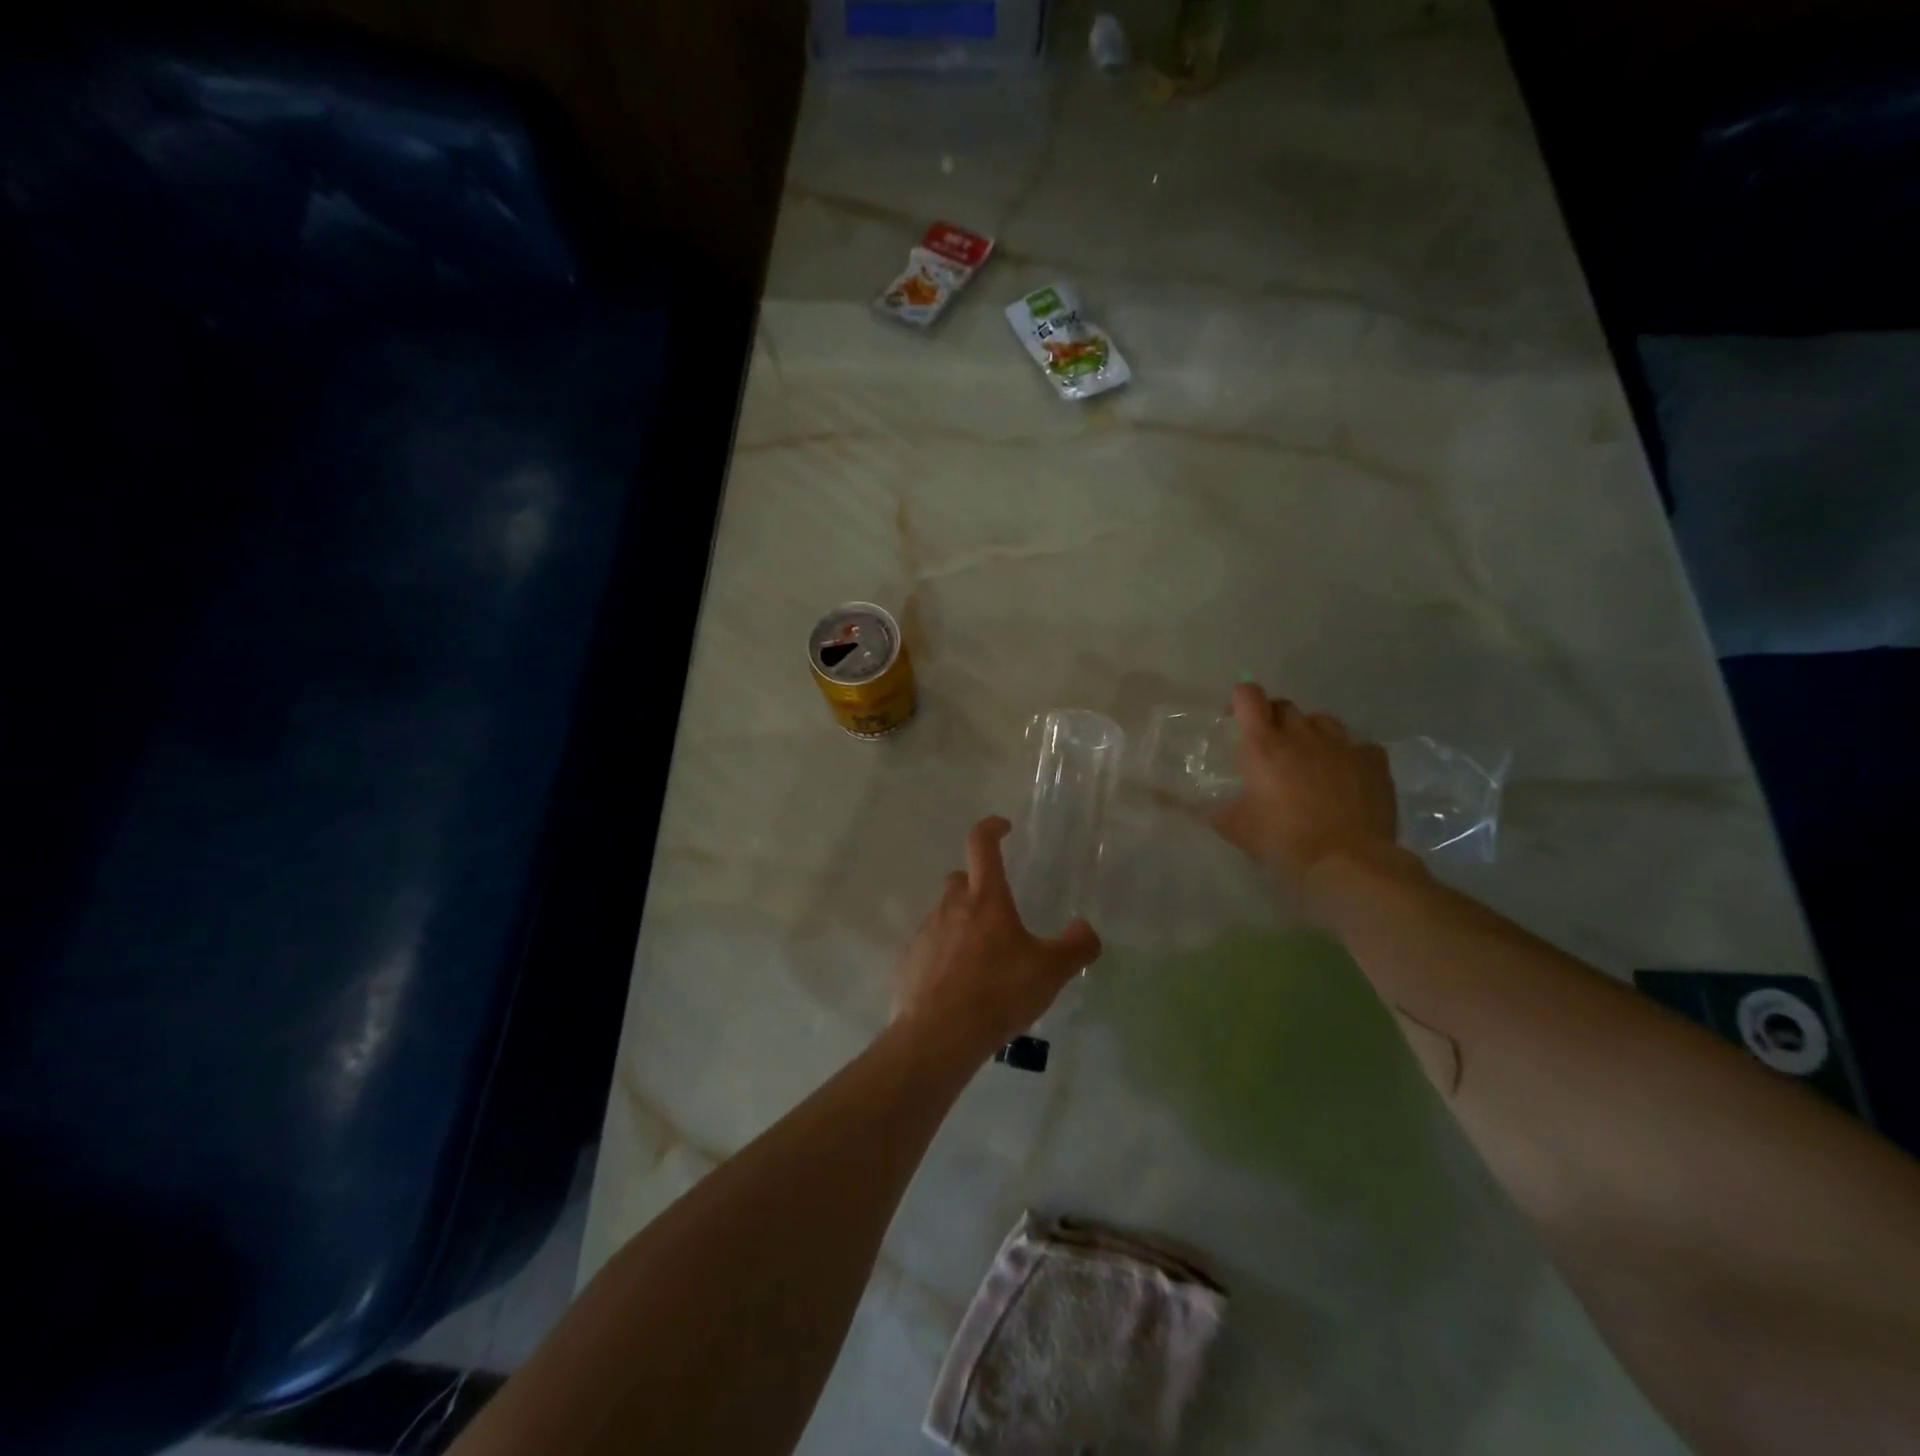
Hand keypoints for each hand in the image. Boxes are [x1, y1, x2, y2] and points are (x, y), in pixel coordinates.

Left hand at [891, 816, 1102, 1060]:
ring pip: (944, 915)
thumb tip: (1085, 929)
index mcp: (985, 899)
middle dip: (977, 888)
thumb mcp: (1050, 972)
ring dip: (961, 926)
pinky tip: (956, 986)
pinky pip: (928, 948)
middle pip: (961, 881)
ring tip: (981, 961)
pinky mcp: (907, 961)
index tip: (1003, 828)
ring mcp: (924, 932)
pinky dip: (942, 956)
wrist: (939, 1035)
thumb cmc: (998, 992)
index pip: (982, 844)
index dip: (991, 828)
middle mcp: (950, 906)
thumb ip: (1076, 946)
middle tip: (998, 916)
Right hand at [1210, 682, 1403, 912]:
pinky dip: (1347, 754)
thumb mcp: (1238, 830)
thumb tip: (1217, 809)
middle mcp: (1302, 735)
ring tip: (1309, 758)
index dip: (1240, 700)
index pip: (1249, 697)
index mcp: (1263, 746)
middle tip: (1270, 746)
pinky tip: (1345, 775)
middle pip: (1285, 707)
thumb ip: (1224, 812)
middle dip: (1274, 719)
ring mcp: (1342, 745)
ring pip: (1322, 721)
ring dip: (1310, 733)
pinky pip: (1357, 745)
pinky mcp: (1373, 762)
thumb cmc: (1284, 842)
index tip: (1236, 718)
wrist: (1347, 862)